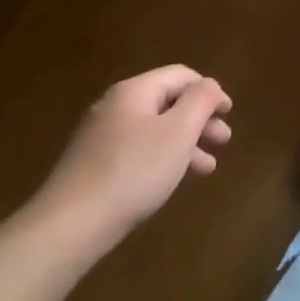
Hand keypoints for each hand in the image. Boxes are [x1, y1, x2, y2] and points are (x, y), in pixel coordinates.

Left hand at [28, 66, 231, 259]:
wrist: (70, 225)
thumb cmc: (133, 171)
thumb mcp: (178, 132)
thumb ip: (201, 101)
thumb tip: (210, 86)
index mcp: (134, 91)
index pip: (181, 75)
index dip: (209, 90)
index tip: (229, 113)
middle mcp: (115, 106)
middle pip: (168, 102)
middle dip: (200, 119)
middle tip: (224, 141)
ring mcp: (101, 136)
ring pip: (155, 129)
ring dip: (186, 142)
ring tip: (207, 167)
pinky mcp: (94, 165)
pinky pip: (139, 150)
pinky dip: (163, 158)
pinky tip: (175, 179)